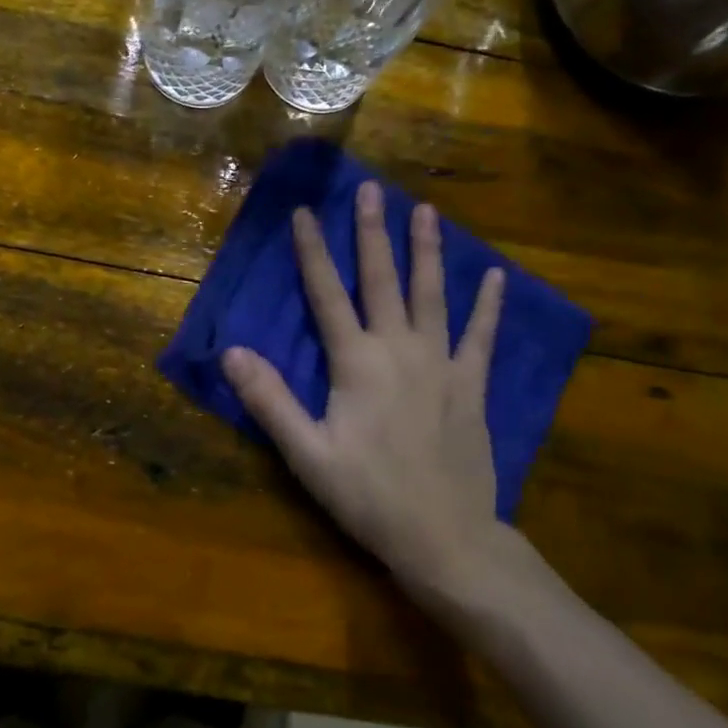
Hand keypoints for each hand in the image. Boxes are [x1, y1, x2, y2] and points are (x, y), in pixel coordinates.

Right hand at [222, 181, 515, 605]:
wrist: (446, 538)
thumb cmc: (369, 496)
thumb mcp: (307, 454)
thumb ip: (270, 400)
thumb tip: (232, 352)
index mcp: (357, 363)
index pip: (326, 294)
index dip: (312, 252)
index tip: (304, 212)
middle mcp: (400, 349)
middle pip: (382, 279)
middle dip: (372, 232)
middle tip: (370, 189)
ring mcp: (442, 364)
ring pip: (432, 295)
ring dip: (427, 251)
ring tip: (426, 211)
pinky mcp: (471, 386)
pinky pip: (481, 336)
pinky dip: (488, 306)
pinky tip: (495, 277)